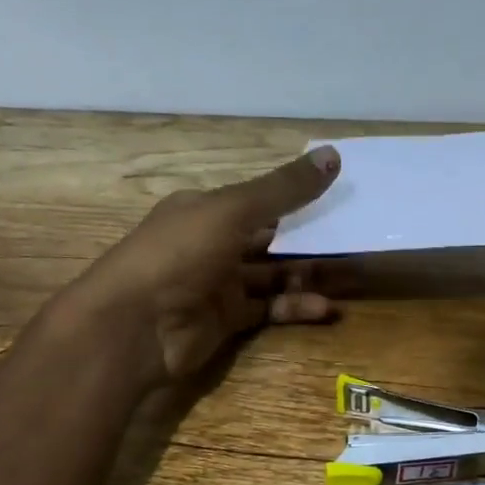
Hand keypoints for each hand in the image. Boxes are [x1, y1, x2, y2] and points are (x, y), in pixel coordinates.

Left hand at [69, 147, 343, 384]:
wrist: (134, 328)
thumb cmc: (178, 255)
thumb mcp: (232, 211)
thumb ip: (283, 189)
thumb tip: (334, 155)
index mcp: (204, 209)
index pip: (258, 199)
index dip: (296, 198)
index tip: (338, 198)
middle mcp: (211, 243)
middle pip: (268, 238)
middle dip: (307, 240)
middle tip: (351, 239)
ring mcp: (217, 284)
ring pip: (271, 275)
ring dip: (306, 275)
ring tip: (346, 276)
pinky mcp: (225, 321)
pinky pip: (268, 309)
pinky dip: (295, 307)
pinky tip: (325, 308)